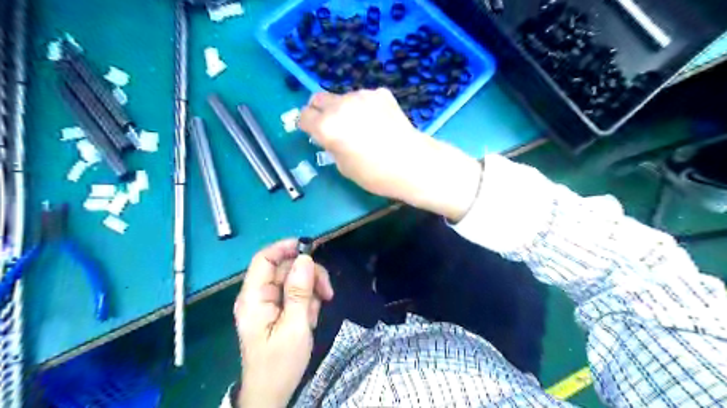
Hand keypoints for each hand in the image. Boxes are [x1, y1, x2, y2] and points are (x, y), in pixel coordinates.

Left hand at [235, 239, 333, 407]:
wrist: (271, 393)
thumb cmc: (280, 363)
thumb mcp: (295, 326)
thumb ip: (299, 291)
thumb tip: (305, 258)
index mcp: (254, 297)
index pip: (264, 259)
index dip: (286, 248)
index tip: (311, 248)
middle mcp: (258, 295)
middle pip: (285, 268)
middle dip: (308, 275)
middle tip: (327, 292)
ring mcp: (267, 302)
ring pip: (293, 280)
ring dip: (310, 291)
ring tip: (316, 313)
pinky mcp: (276, 310)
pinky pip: (295, 294)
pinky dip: (307, 301)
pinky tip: (310, 317)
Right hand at [301, 89, 481, 222]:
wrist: (413, 163)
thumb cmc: (375, 174)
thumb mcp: (343, 166)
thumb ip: (330, 144)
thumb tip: (328, 135)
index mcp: (327, 126)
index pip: (304, 116)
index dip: (305, 125)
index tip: (311, 132)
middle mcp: (341, 105)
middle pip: (318, 98)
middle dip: (318, 111)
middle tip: (329, 126)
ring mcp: (362, 95)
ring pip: (342, 97)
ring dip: (342, 109)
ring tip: (359, 126)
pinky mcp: (380, 93)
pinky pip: (363, 98)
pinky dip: (363, 107)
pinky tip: (377, 122)